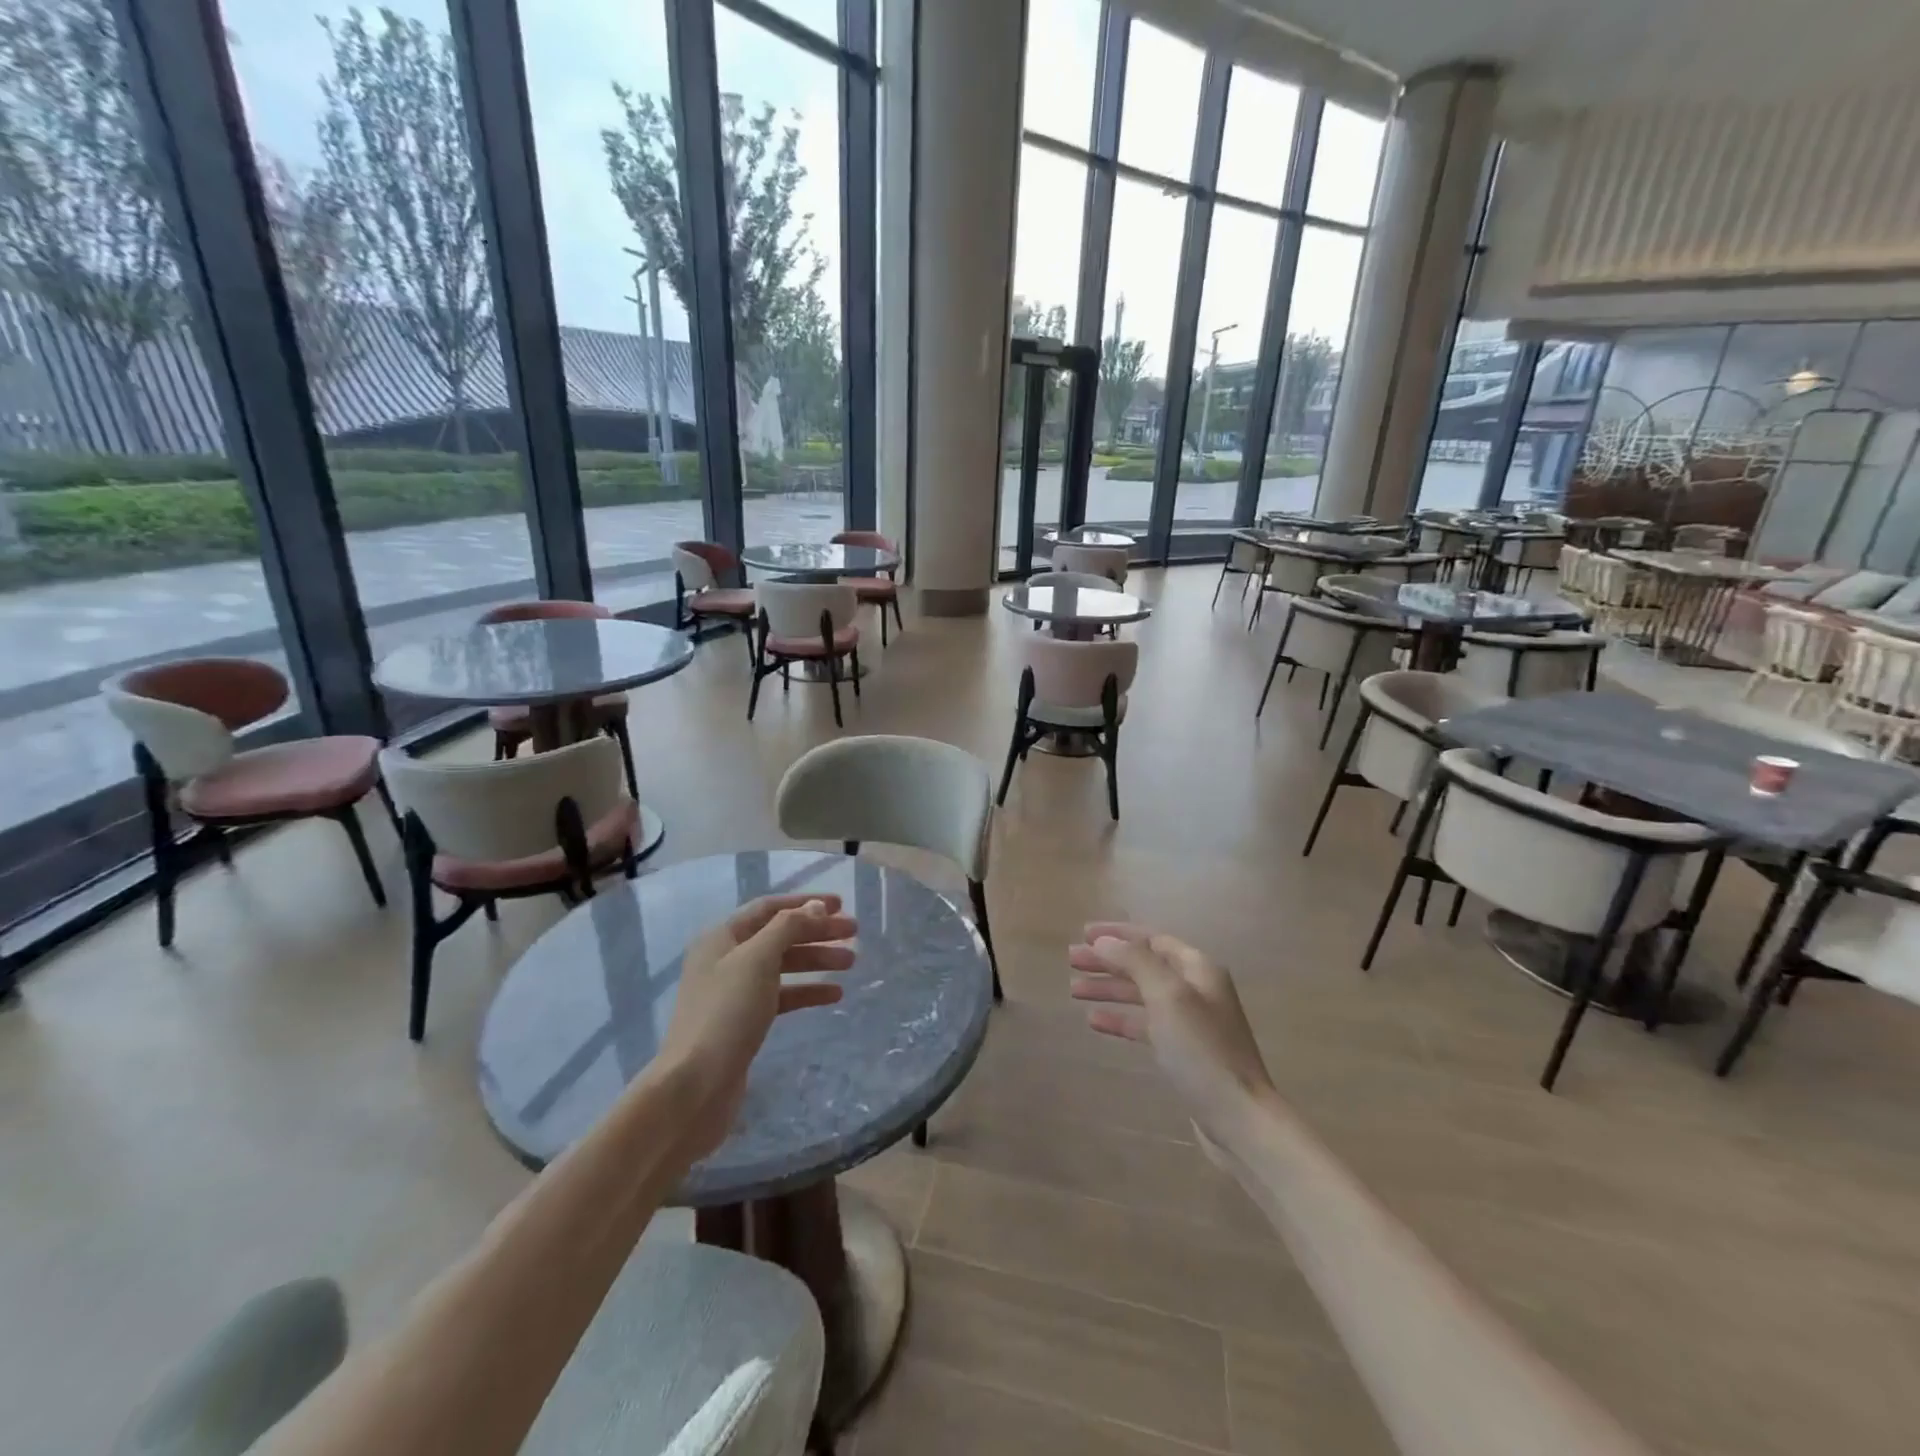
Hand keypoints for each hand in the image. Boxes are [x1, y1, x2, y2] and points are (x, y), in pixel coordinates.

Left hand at [655, 894, 856, 1158]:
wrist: (696, 1086)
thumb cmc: (727, 1013)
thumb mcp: (758, 960)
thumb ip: (788, 928)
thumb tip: (815, 907)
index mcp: (722, 937)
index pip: (769, 908)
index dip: (805, 903)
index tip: (841, 905)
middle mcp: (725, 958)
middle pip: (779, 935)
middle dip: (817, 932)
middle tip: (854, 934)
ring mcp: (734, 991)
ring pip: (783, 965)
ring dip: (816, 961)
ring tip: (851, 964)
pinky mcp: (743, 1021)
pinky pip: (781, 996)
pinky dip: (807, 991)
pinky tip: (835, 995)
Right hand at [1069, 923, 1274, 1133]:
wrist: (1238, 1117)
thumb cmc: (1201, 1050)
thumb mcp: (1167, 996)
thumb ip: (1135, 962)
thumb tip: (1103, 942)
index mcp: (1197, 969)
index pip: (1151, 939)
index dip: (1117, 935)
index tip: (1083, 934)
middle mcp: (1195, 989)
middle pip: (1144, 965)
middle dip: (1108, 961)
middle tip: (1071, 961)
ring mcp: (1190, 1022)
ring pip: (1141, 995)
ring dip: (1109, 989)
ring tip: (1074, 989)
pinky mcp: (1182, 1052)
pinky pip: (1144, 1025)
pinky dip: (1119, 1019)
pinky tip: (1094, 1021)